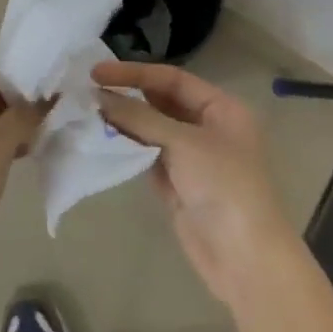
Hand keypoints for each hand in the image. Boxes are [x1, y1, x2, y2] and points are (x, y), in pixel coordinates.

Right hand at [93, 62, 301, 308]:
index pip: (172, 79)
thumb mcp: (183, 143)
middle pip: (162, 103)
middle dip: (128, 96)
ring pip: (152, 131)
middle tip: (87, 92)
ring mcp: (192, 159)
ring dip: (124, 122)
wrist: (245, 258)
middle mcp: (207, 128)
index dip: (135, 73)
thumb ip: (140, 117)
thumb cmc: (224, 186)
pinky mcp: (178, 186)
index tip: (97, 73)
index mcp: (221, 108)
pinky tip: (102, 140)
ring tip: (88, 113)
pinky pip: (148, 157)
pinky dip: (128, 149)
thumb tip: (100, 96)